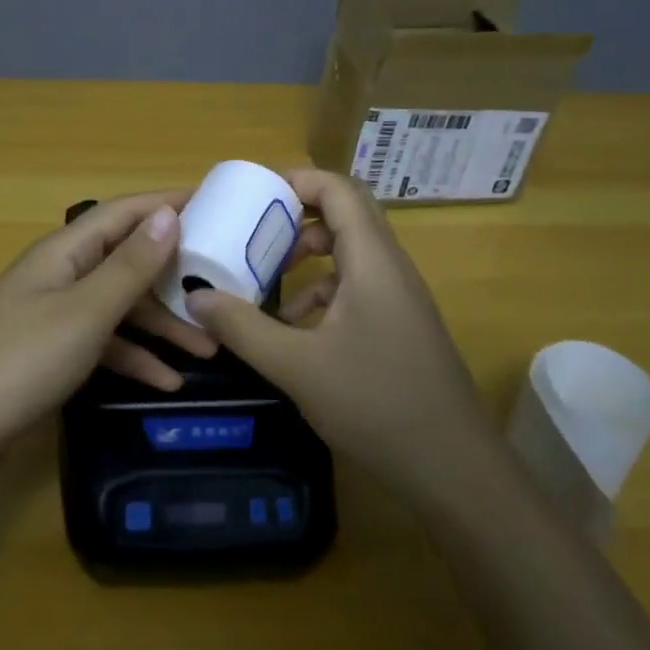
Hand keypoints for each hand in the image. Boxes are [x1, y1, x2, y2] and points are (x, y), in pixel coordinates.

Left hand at [0, 192, 215, 454]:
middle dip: (173, 274)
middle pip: (126, 260)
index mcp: (64, 252)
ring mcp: (52, 316)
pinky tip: (167, 382)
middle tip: (224, 284)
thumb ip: (129, 266)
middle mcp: (60, 275)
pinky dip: (133, 357)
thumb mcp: (84, 312)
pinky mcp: (49, 354)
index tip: (217, 204)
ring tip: (209, 347)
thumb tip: (167, 214)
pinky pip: (102, 344)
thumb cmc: (19, 362)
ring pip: (118, 307)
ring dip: (161, 324)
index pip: (124, 213)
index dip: (167, 204)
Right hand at [185, 170, 503, 512]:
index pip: (339, 190)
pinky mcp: (400, 327)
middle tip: (255, 233)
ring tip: (265, 283)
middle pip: (345, 217)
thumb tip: (195, 297)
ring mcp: (399, 299)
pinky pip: (356, 288)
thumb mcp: (296, 366)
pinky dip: (322, 294)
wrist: (454, 469)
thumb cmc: (376, 404)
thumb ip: (242, 328)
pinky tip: (294, 330)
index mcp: (372, 261)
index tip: (254, 194)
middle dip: (297, 219)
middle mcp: (390, 268)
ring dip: (308, 259)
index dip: (298, 180)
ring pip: (350, 255)